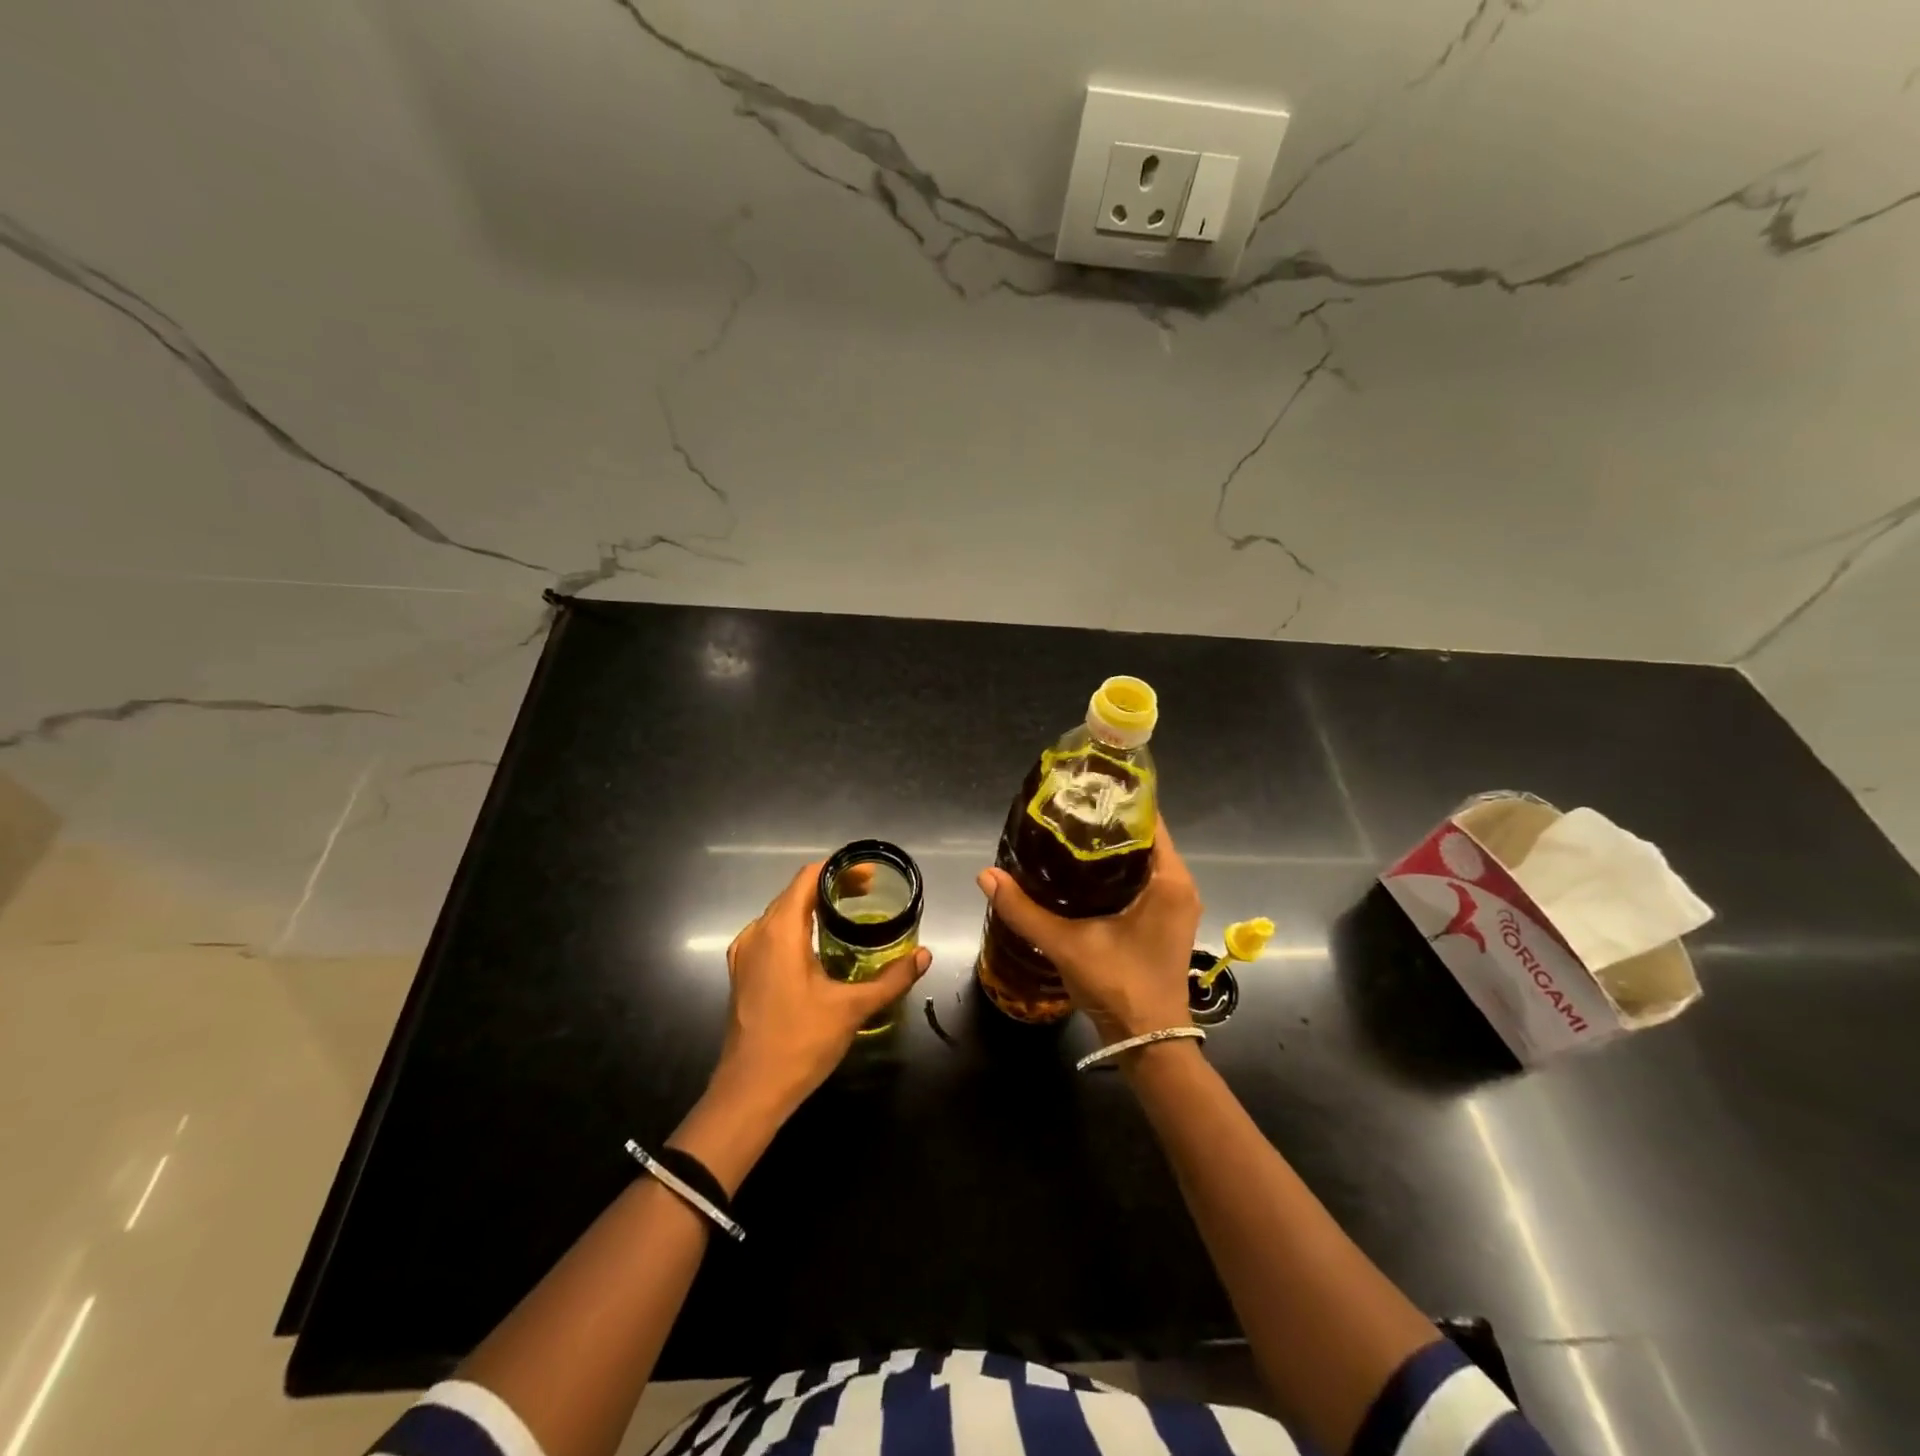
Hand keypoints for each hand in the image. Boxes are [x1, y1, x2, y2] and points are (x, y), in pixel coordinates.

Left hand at [713, 861, 931, 1113]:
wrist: (750, 1092)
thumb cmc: (800, 1042)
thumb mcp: (853, 1008)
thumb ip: (891, 978)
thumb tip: (924, 955)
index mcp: (780, 930)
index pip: (808, 877)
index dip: (840, 869)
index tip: (870, 876)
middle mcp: (757, 933)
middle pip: (795, 893)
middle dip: (832, 888)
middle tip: (869, 895)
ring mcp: (745, 954)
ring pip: (782, 914)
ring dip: (814, 909)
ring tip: (849, 916)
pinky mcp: (742, 973)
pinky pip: (771, 936)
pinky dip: (798, 929)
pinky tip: (820, 947)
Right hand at [974, 815, 1201, 1042]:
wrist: (1149, 1042)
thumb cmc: (1120, 985)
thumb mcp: (1067, 944)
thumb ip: (1024, 910)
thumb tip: (986, 875)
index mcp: (1169, 880)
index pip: (1148, 820)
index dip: (1117, 801)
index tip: (1083, 789)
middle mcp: (1179, 886)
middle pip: (1143, 838)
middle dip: (1106, 824)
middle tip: (1064, 811)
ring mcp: (1174, 905)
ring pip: (1142, 861)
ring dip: (1110, 849)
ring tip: (1067, 835)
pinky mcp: (1164, 922)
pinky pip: (1142, 881)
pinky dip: (1115, 872)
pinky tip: (1081, 873)